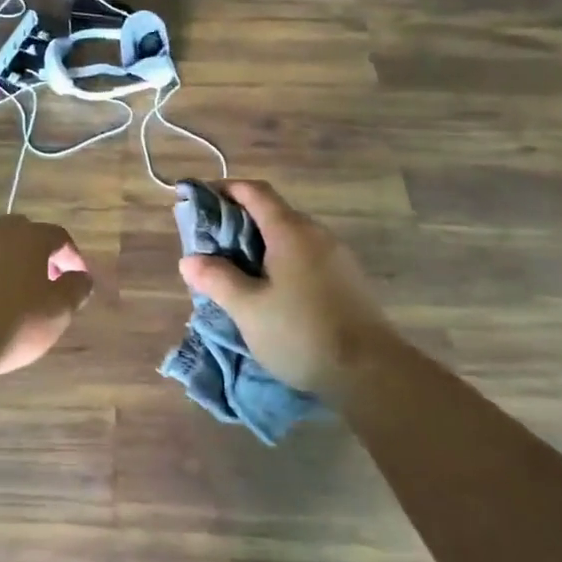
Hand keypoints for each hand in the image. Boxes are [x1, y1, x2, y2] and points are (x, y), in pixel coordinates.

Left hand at [0, 216, 93, 374]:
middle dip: (37, 253)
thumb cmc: (14, 323)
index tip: (78, 277)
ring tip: (13, 286)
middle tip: (46, 279)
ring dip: (5, 258)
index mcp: (29, 236)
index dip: (72, 256)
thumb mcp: (58, 311)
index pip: (58, 236)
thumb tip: (81, 277)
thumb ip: (75, 289)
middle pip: (22, 232)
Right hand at [177, 180, 401, 396]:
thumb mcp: (248, 309)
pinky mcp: (347, 280)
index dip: (225, 189)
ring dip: (260, 245)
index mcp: (290, 231)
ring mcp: (336, 256)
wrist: (372, 371)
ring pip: (289, 237)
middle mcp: (316, 234)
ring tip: (235, 271)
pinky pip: (306, 257)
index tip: (199, 200)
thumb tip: (189, 260)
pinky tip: (270, 290)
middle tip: (210, 245)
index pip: (254, 191)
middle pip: (272, 212)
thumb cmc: (301, 333)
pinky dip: (281, 261)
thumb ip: (217, 279)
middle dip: (238, 221)